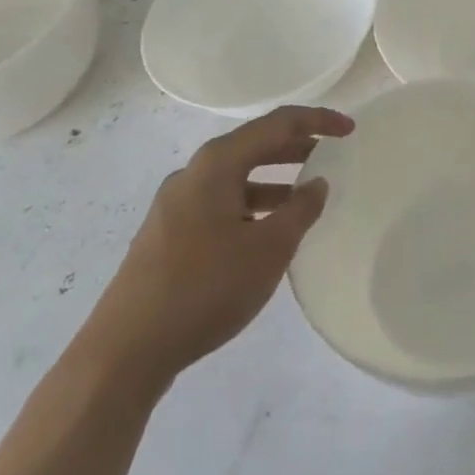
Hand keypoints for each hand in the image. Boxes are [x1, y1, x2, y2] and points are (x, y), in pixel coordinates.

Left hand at [80, 104, 352, 390]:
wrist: (124, 353)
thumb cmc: (204, 288)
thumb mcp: (268, 249)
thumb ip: (300, 210)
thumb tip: (316, 183)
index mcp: (217, 163)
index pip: (277, 123)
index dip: (317, 121)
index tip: (350, 129)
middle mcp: (193, 173)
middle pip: (254, 145)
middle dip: (295, 147)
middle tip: (331, 155)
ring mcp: (175, 204)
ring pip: (236, 177)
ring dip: (273, 180)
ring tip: (306, 196)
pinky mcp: (167, 234)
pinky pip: (220, 203)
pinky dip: (251, 205)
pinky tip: (266, 233)